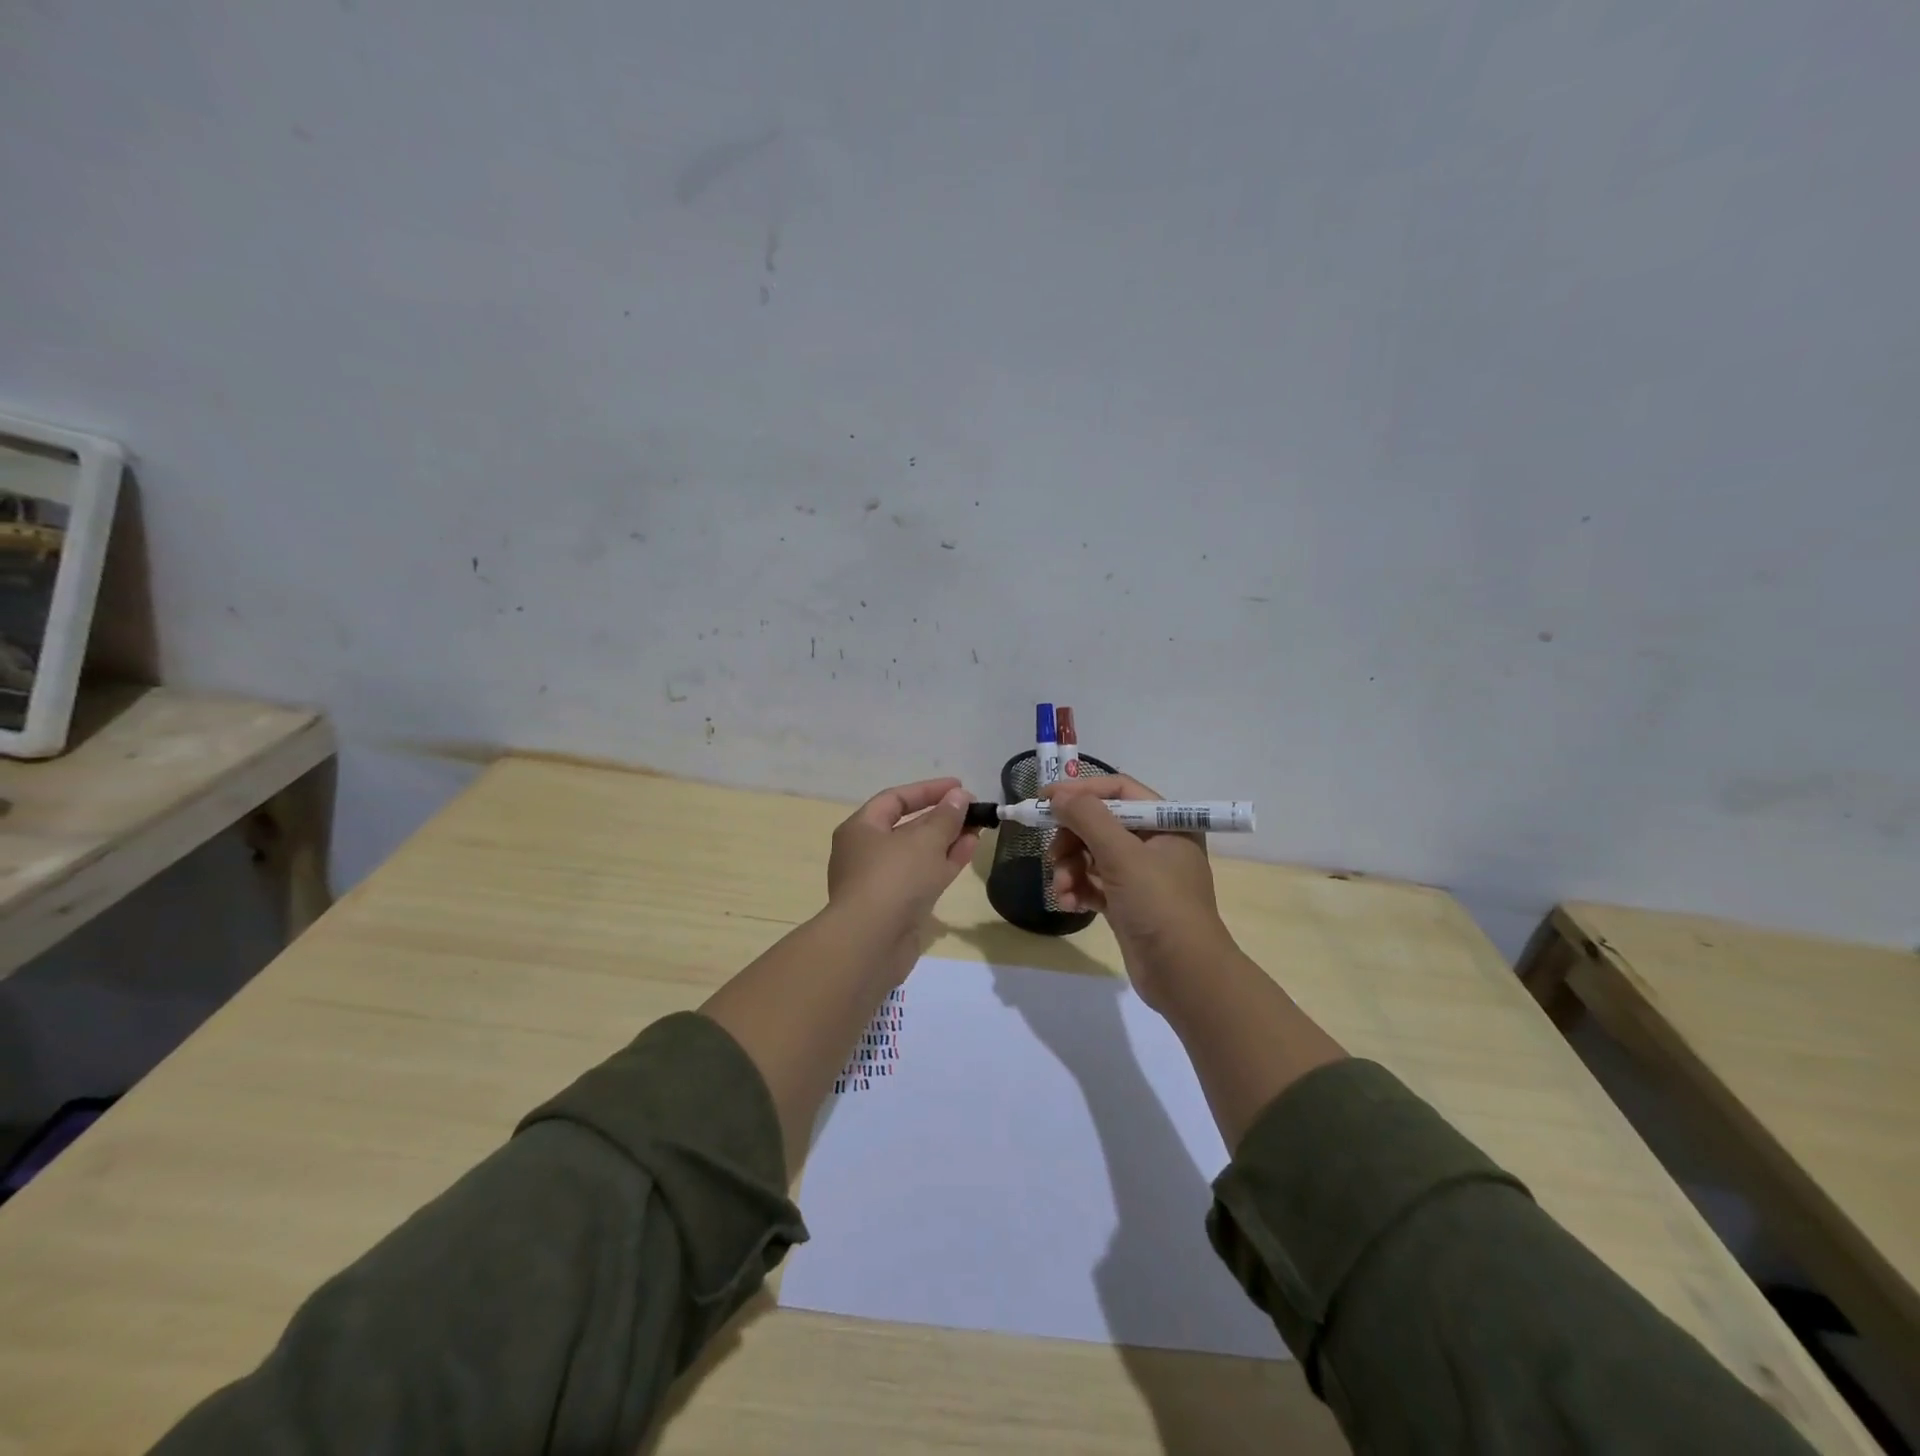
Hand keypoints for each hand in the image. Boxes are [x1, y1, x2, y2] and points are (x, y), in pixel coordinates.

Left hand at [826, 777, 978, 966]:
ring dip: (948, 840)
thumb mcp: (924, 840)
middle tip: (972, 809)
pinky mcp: (896, 907)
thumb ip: (946, 816)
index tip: (959, 786)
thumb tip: (959, 797)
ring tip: (978, 827)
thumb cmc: (893, 878)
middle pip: (907, 827)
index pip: (895, 799)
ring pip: (918, 853)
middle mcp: (866, 853)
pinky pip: (923, 876)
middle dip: (941, 817)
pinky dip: (945, 863)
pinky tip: (970, 849)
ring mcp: (881, 882)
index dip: (928, 790)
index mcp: (860, 829)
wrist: (871, 944)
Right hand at [1045, 774, 1233, 1010]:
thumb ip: (1088, 818)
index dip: (1080, 792)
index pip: (1118, 791)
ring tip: (1061, 890)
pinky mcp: (1128, 904)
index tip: (1044, 800)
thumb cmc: (1160, 906)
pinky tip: (1068, 905)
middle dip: (1071, 840)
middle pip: (1100, 824)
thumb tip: (1058, 795)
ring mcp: (1141, 876)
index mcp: (1166, 823)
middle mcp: (1155, 844)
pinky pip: (1094, 884)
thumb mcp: (1123, 856)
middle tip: (1052, 856)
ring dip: (1070, 870)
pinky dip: (1078, 890)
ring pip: (1092, 856)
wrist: (1185, 977)